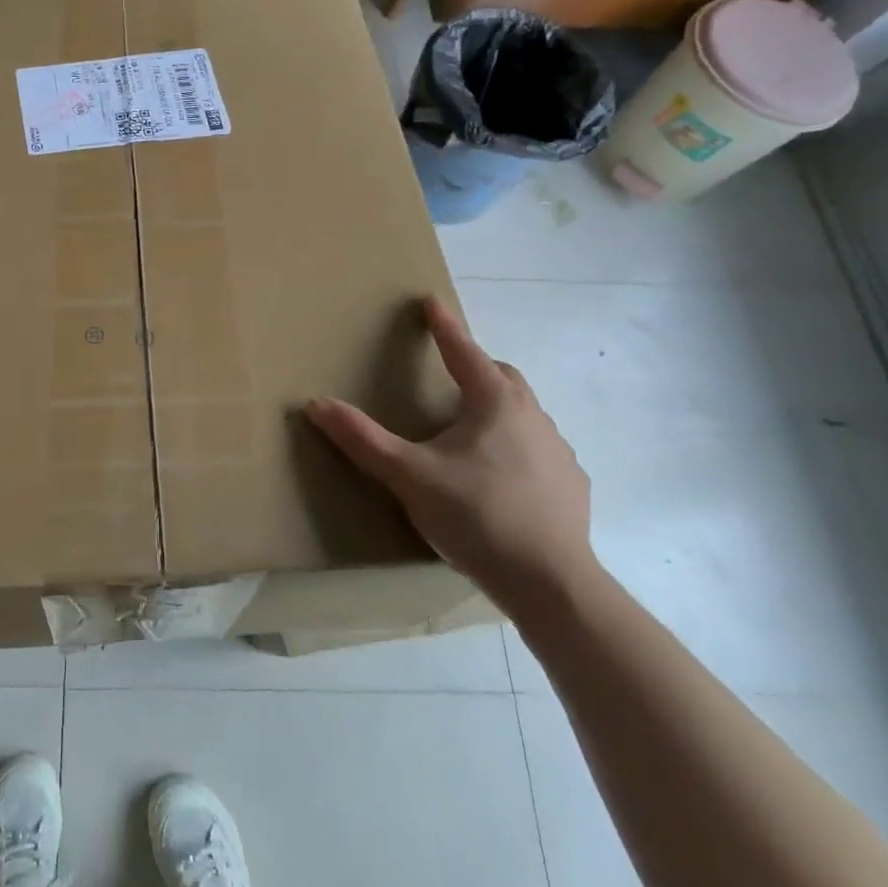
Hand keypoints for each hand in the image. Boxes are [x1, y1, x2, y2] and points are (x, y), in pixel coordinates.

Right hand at [306, 297, 595, 614]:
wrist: (552, 585)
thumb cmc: (477, 517)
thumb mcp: (409, 476)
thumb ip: (363, 440)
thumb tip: (316, 404)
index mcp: (495, 403)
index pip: (463, 351)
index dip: (444, 326)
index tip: (431, 301)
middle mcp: (532, 416)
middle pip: (501, 377)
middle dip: (475, 366)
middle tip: (449, 374)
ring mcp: (559, 451)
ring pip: (524, 413)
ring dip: (497, 409)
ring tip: (470, 431)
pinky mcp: (571, 486)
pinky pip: (540, 450)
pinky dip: (518, 447)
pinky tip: (503, 476)